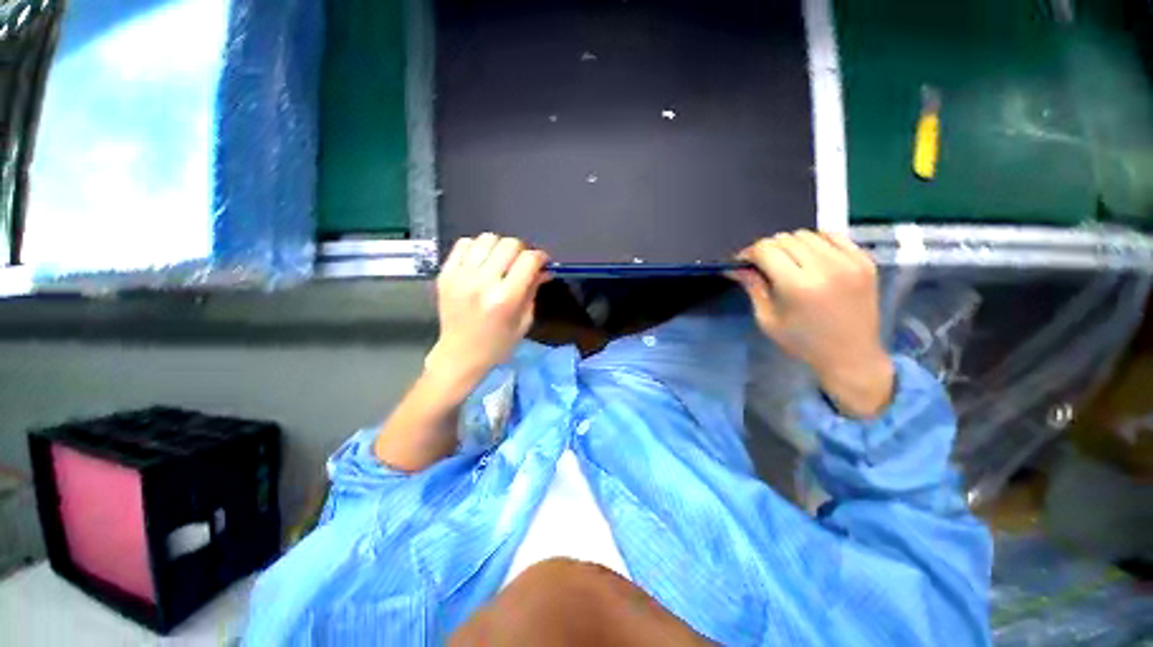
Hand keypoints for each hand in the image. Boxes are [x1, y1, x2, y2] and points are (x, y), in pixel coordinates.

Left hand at [426, 234, 548, 394]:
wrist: (459, 355)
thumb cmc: (498, 344)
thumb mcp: (524, 321)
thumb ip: (533, 290)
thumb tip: (544, 268)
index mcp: (505, 299)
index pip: (528, 260)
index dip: (540, 257)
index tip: (542, 263)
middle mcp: (482, 283)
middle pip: (509, 244)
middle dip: (522, 251)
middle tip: (522, 264)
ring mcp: (460, 276)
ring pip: (487, 239)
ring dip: (500, 247)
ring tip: (501, 261)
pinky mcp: (445, 274)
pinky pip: (464, 244)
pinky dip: (478, 248)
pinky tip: (481, 262)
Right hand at [732, 230, 893, 417]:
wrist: (851, 355)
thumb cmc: (802, 342)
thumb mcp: (767, 319)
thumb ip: (753, 287)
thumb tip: (736, 267)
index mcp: (798, 286)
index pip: (766, 249)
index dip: (749, 252)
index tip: (743, 262)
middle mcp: (825, 267)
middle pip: (785, 238)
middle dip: (768, 249)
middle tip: (764, 265)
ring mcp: (849, 261)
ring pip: (807, 234)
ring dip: (791, 244)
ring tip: (789, 262)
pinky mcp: (865, 261)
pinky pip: (833, 236)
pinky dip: (816, 242)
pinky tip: (812, 258)